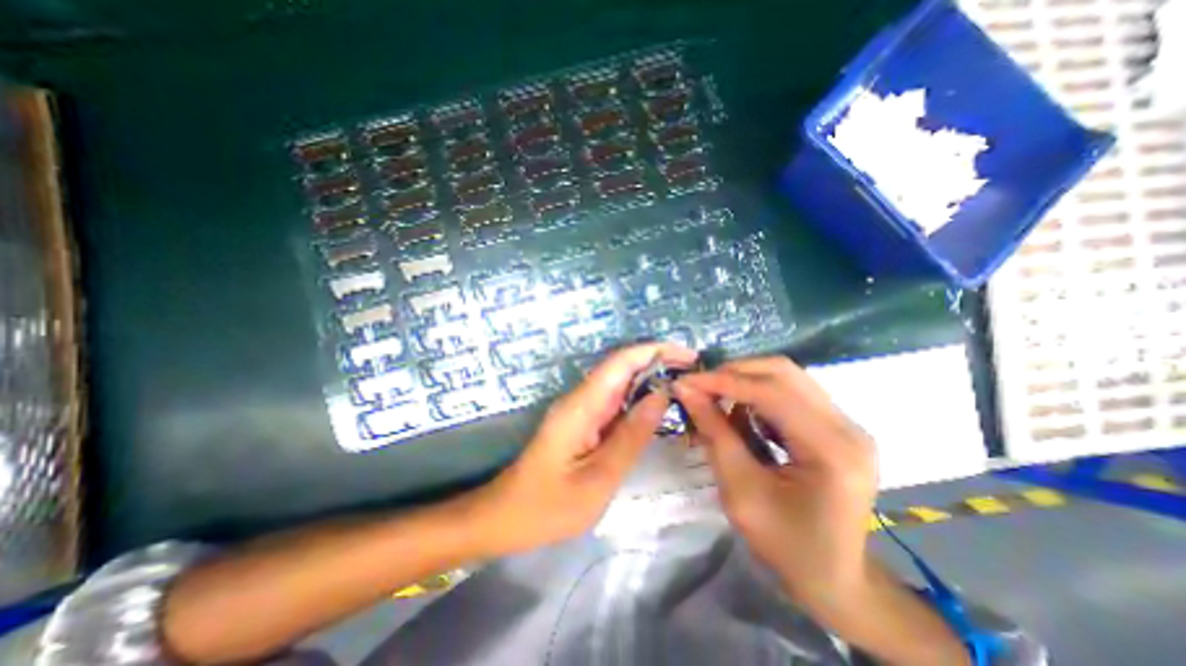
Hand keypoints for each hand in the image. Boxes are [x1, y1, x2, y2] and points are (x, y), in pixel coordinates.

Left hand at [478, 340, 695, 553]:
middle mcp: (580, 399)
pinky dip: (638, 399)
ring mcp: (580, 409)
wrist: (506, 517)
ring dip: (650, 379)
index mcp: (581, 406)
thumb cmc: (549, 506)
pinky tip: (658, 408)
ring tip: (685, 385)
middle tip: (695, 372)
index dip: (655, 351)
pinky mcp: (581, 421)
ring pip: (619, 383)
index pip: (620, 362)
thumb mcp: (598, 478)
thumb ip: (631, 435)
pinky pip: (614, 401)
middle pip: (621, 367)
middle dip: (658, 362)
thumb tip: (661, 395)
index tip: (689, 356)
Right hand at [670, 360, 874, 608]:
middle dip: (734, 373)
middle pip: (783, 372)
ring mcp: (846, 424)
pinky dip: (758, 395)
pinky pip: (791, 392)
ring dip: (745, 381)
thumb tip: (686, 390)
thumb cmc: (786, 545)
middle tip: (699, 387)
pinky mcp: (837, 426)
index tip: (685, 381)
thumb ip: (714, 433)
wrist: (836, 579)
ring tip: (716, 400)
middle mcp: (848, 427)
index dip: (723, 381)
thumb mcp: (740, 491)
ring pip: (787, 377)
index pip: (772, 392)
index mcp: (832, 450)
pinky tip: (742, 414)